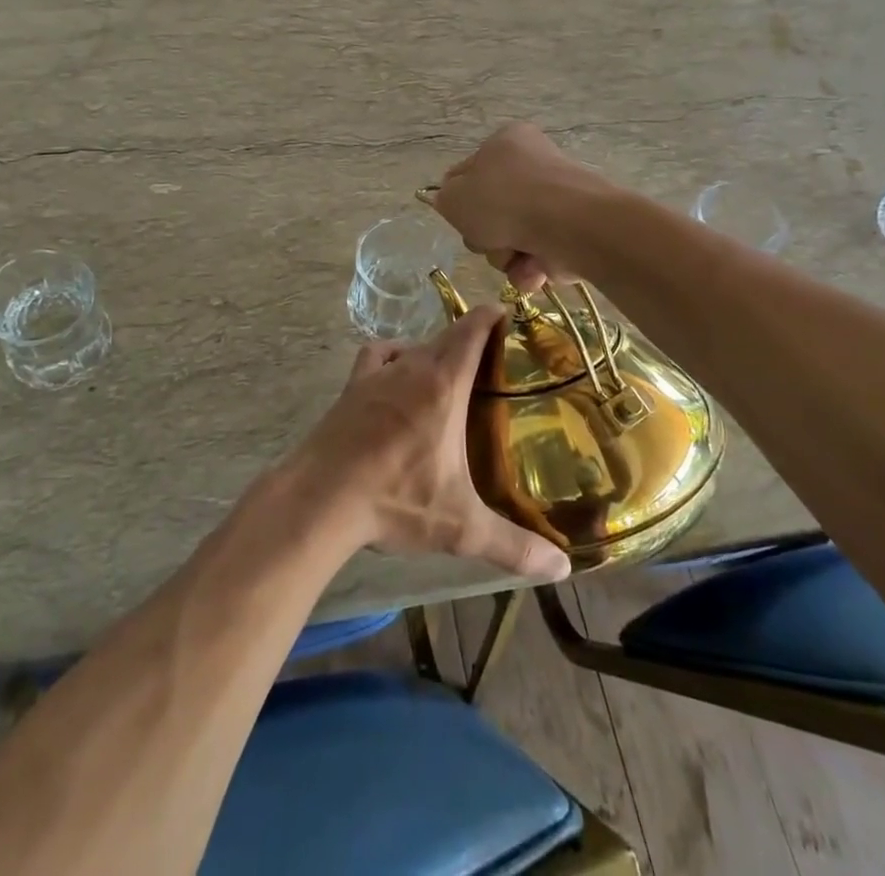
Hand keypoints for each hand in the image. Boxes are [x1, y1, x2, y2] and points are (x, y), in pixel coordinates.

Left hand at [291, 307, 571, 582]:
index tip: (510, 316)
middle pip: (446, 336)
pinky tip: (396, 377)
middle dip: (471, 338)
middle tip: (495, 361)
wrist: (320, 498)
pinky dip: (392, 356)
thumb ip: (514, 547)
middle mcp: (412, 366)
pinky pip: (378, 355)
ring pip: (413, 346)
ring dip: (433, 352)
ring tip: (449, 376)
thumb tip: (563, 569)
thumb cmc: (395, 501)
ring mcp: (377, 374)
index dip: (492, 316)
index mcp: (444, 384)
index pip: (472, 329)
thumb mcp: (461, 527)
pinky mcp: (352, 387)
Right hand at [431, 123, 604, 290]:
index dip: (460, 201)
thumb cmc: (504, 200)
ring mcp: (556, 202)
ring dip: (505, 256)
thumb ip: (444, 198)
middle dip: (485, 236)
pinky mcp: (573, 233)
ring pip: (512, 239)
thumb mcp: (453, 196)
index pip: (469, 174)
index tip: (462, 217)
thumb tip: (451, 201)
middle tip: (488, 238)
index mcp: (506, 142)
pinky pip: (537, 256)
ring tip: (515, 256)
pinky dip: (530, 268)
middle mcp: (533, 167)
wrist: (567, 224)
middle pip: (491, 212)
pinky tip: (533, 269)